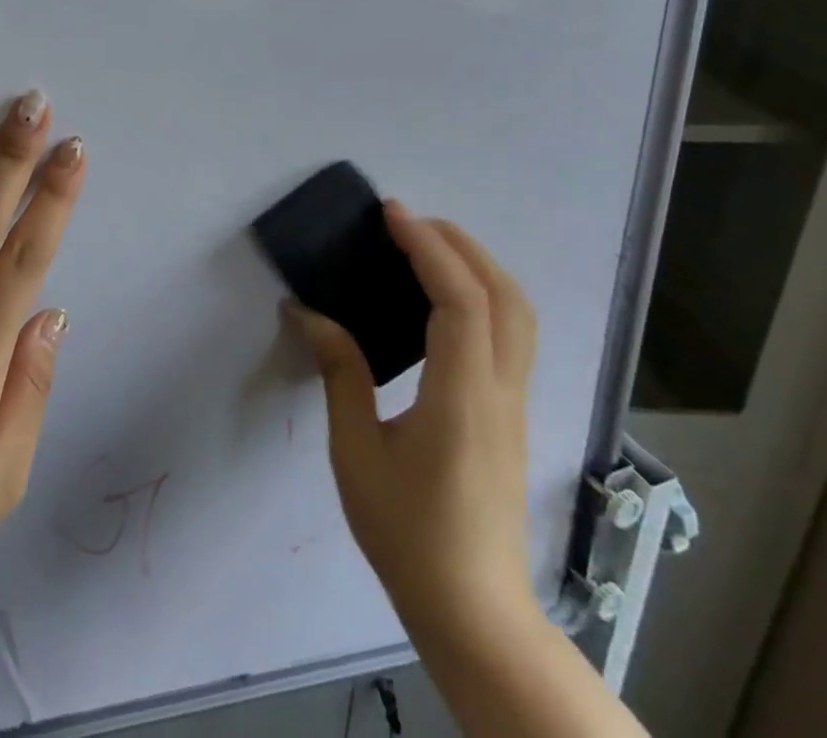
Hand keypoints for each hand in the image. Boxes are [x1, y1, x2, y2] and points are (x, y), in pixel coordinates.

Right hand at [287, 202, 538, 648]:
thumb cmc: (408, 534)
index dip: (429, 248)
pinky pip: (510, 336)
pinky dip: (482, 295)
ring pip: (518, 316)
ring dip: (478, 266)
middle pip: (505, 297)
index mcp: (463, 398)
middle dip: (461, 245)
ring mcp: (515, 405)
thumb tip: (307, 312)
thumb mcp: (356, 452)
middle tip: (408, 221)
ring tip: (426, 246)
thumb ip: (340, 373)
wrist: (475, 613)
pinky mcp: (511, 416)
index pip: (461, 302)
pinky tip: (443, 299)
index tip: (391, 214)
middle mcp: (501, 393)